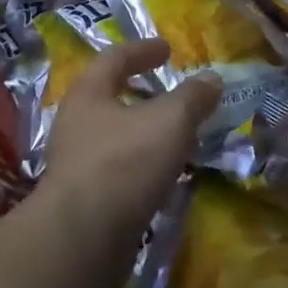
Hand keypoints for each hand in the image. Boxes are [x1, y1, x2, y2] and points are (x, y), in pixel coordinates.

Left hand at [39, 39, 221, 235]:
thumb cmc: (124, 162)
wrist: (82, 239)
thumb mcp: (169, 121)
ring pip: (115, 136)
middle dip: (141, 93)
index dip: (143, 50)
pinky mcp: (85, 199)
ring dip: (143, 131)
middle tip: (171, 93)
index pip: (115, 58)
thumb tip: (212, 79)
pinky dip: (142, 164)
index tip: (167, 48)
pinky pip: (118, 169)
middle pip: (109, 97)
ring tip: (176, 135)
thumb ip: (192, 98)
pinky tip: (164, 174)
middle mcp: (76, 123)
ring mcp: (76, 163)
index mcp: (88, 93)